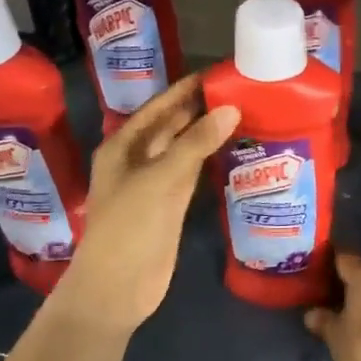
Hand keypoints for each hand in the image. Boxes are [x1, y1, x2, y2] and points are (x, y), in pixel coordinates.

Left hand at [52, 75, 238, 335]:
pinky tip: (232, 148)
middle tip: (238, 90)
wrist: (118, 287)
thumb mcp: (161, 179)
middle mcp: (137, 160)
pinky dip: (209, 159)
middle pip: (170, 126)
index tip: (217, 73)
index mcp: (122, 146)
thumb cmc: (130, 226)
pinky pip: (192, 173)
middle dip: (199, 109)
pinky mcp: (170, 205)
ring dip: (206, 133)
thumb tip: (230, 108)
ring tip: (242, 112)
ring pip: (183, 149)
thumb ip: (195, 142)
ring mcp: (154, 183)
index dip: (184, 90)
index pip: (157, 107)